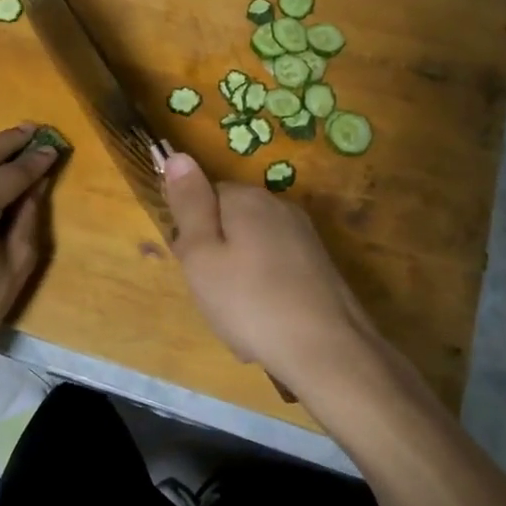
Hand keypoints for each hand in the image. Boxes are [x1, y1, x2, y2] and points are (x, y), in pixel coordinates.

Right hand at [162, 151, 386, 400]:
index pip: (204, 197)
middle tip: (213, 296)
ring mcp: (303, 235)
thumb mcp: (201, 255)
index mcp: (246, 198)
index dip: (192, 233)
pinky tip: (265, 323)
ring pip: (252, 250)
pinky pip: (275, 270)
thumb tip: (178, 155)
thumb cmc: (250, 302)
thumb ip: (188, 204)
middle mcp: (278, 206)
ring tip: (239, 318)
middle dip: (216, 256)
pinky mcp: (319, 264)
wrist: (327, 350)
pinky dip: (264, 292)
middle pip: (230, 222)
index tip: (193, 268)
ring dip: (239, 279)